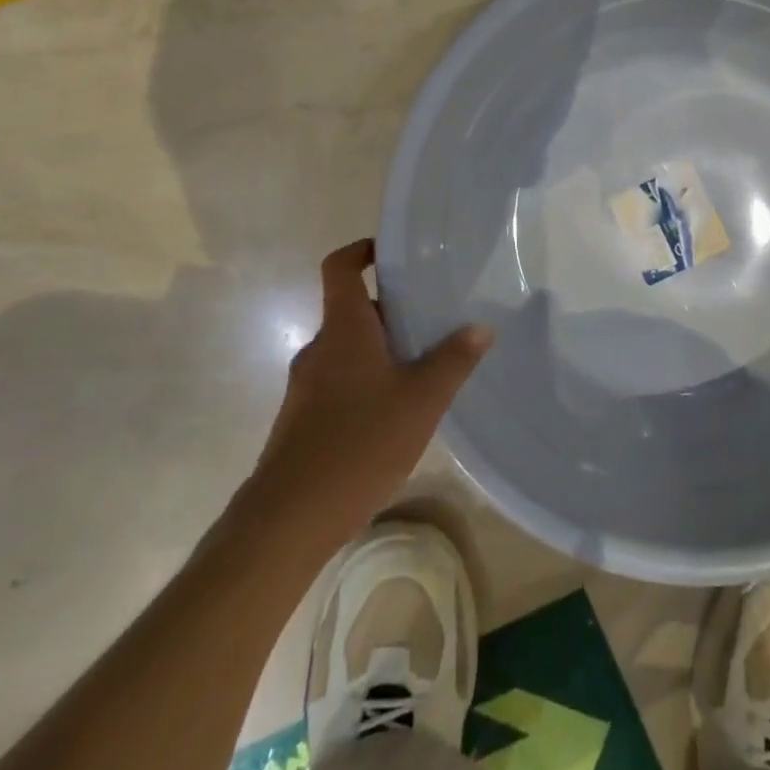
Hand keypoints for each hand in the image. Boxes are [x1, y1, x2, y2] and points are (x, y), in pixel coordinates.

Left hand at [251, 240, 490, 544]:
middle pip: (352, 310)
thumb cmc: (359, 442)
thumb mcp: (422, 400)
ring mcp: (306, 386)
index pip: (340, 267)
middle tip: (432, 319)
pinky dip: (367, 382)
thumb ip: (453, 360)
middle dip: (391, 311)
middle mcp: (320, 348)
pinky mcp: (302, 420)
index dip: (362, 250)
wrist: (288, 519)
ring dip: (381, 351)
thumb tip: (481, 327)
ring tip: (422, 369)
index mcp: (344, 329)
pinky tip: (395, 414)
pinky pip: (339, 382)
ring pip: (348, 350)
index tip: (391, 253)